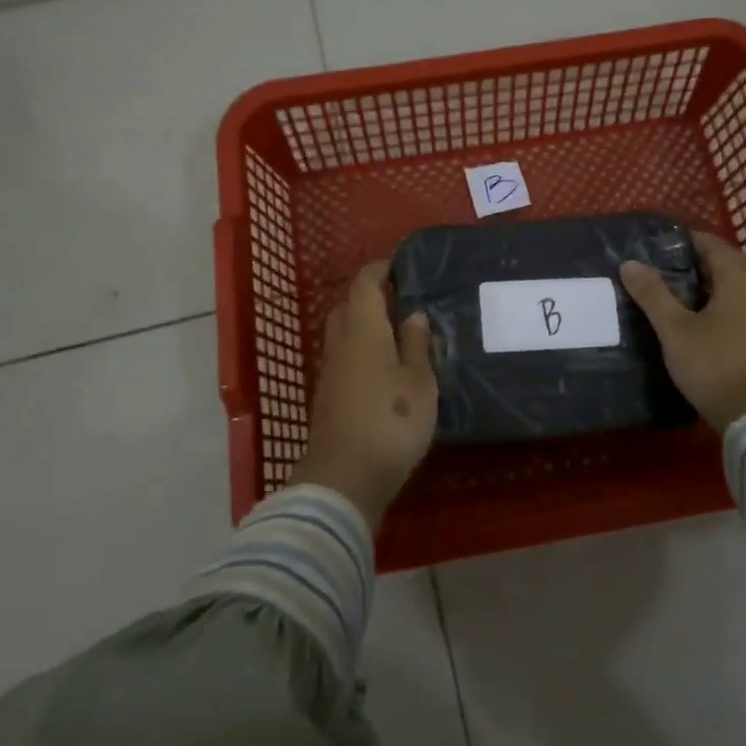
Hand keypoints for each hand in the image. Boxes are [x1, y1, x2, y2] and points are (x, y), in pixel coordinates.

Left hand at [292, 261, 438, 529]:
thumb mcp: (418, 382)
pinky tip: (382, 369)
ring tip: (396, 334)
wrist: (343, 479)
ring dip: (364, 326)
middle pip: (348, 307)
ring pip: (342, 334)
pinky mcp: (327, 399)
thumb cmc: (390, 421)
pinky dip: (360, 352)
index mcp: (363, 330)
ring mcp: (329, 373)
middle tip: (400, 300)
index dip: (380, 270)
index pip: (365, 284)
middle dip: (369, 297)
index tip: (400, 266)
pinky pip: (343, 359)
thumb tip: (412, 313)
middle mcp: (340, 344)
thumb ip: (415, 344)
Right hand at [620, 231, 745, 433]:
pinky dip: (723, 302)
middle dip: (690, 264)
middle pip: (722, 260)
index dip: (677, 243)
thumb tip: (629, 263)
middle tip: (656, 275)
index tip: (649, 252)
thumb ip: (652, 293)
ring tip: (673, 296)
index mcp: (739, 274)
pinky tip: (700, 318)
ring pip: (734, 283)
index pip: (707, 242)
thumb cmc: (716, 365)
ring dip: (707, 285)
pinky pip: (745, 302)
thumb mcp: (675, 330)